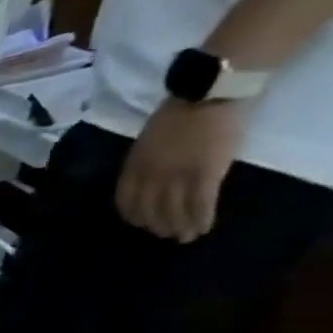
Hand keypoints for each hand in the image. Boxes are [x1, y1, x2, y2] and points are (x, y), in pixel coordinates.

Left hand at [113, 99, 245, 242]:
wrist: (205, 95)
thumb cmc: (176, 114)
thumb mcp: (146, 142)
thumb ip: (144, 162)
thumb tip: (148, 179)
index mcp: (134, 167)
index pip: (126, 200)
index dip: (133, 215)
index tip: (139, 223)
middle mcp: (151, 176)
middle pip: (150, 209)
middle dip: (157, 225)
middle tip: (165, 235)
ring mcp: (178, 176)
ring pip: (175, 211)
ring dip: (180, 227)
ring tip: (185, 237)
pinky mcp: (206, 174)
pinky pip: (201, 204)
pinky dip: (202, 218)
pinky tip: (204, 227)